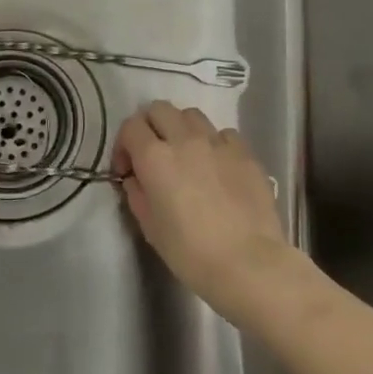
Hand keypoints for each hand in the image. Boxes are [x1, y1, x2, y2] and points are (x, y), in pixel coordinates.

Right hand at [111, 101, 293, 322]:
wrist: (249, 264)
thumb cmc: (191, 253)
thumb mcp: (150, 228)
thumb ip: (137, 194)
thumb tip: (136, 179)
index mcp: (155, 157)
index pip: (130, 126)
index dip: (124, 145)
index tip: (128, 169)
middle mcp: (184, 139)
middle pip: (159, 109)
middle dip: (150, 127)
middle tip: (153, 155)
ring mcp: (218, 143)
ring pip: (192, 115)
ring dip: (182, 129)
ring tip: (186, 155)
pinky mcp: (245, 153)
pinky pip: (223, 134)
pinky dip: (214, 143)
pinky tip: (217, 166)